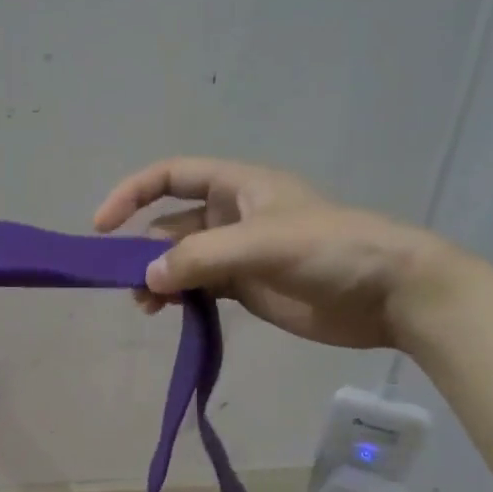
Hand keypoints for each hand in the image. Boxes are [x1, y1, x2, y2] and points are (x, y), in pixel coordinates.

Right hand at [93, 157, 445, 349]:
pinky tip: (174, 315)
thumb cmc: (332, 250)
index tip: (102, 226)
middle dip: (144, 250)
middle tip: (130, 286)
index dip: (132, 194)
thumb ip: (200, 258)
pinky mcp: (247, 287)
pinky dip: (181, 298)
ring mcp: (239, 253)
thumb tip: (146, 279)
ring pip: (182, 260)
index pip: (171, 176)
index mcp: (238, 187)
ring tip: (149, 308)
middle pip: (170, 225)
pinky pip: (200, 288)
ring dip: (159, 279)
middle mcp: (233, 215)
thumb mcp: (262, 244)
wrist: (390, 294)